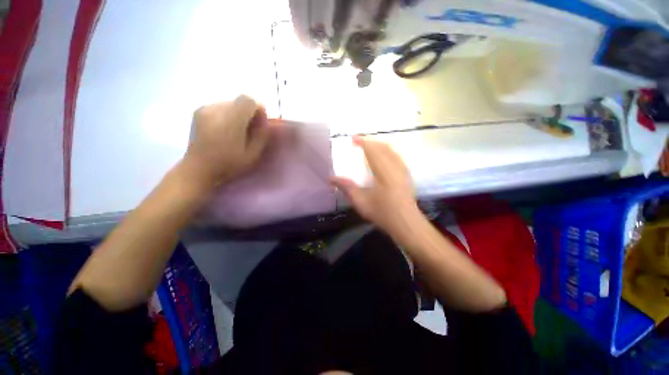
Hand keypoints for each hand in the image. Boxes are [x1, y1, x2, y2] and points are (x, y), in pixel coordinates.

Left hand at [184, 95, 269, 186]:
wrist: (199, 169)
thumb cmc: (229, 164)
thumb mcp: (253, 154)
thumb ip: (261, 134)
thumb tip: (264, 119)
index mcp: (231, 119)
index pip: (248, 100)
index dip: (257, 109)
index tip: (259, 123)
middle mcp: (216, 109)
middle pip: (239, 101)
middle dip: (248, 112)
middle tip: (249, 130)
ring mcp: (205, 109)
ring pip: (230, 104)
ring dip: (238, 114)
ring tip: (236, 131)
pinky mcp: (199, 112)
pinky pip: (219, 107)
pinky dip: (227, 115)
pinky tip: (224, 130)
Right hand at [331, 137, 421, 234]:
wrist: (407, 224)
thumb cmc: (383, 213)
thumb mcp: (361, 202)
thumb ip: (346, 188)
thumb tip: (331, 179)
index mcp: (384, 172)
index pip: (373, 150)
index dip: (363, 142)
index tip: (353, 138)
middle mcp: (396, 167)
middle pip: (384, 147)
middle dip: (371, 142)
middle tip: (359, 142)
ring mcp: (403, 171)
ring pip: (392, 151)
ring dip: (379, 146)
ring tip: (369, 148)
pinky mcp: (407, 176)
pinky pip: (396, 157)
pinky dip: (387, 152)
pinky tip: (382, 159)